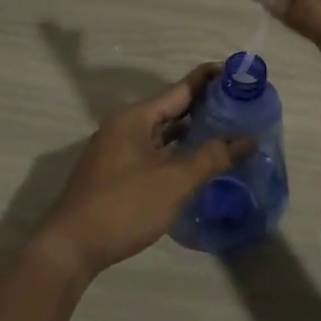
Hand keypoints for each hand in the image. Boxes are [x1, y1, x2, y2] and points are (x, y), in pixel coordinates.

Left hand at [36, 64, 253, 278]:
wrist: (72, 247)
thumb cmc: (125, 206)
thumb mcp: (174, 181)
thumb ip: (212, 157)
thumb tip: (247, 138)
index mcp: (136, 117)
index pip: (181, 88)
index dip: (211, 79)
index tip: (240, 73)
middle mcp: (125, 126)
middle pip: (172, 107)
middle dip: (206, 105)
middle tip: (243, 104)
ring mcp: (118, 149)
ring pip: (163, 131)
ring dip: (192, 129)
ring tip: (228, 129)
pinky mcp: (117, 171)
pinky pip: (155, 150)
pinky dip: (178, 150)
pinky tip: (198, 160)